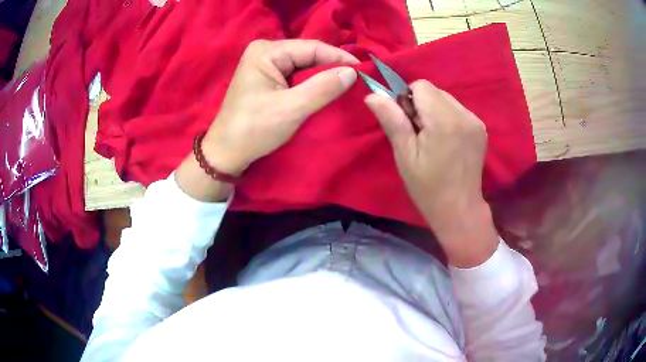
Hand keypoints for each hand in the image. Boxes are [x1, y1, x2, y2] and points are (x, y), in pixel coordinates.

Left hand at [176, 40, 357, 201]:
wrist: (226, 153)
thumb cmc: (254, 130)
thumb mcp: (292, 109)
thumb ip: (323, 88)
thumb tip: (352, 72)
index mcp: (266, 51)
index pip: (312, 47)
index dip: (340, 58)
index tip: (365, 71)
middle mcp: (265, 52)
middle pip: (308, 55)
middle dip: (332, 68)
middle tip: (358, 81)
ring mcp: (264, 65)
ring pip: (304, 66)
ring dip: (323, 77)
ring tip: (347, 87)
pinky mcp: (266, 79)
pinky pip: (296, 76)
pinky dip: (311, 84)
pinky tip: (325, 92)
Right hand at [365, 80, 497, 266]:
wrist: (459, 209)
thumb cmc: (427, 187)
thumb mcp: (405, 155)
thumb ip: (392, 120)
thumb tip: (372, 95)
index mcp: (444, 121)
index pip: (421, 85)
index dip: (408, 99)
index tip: (407, 123)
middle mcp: (464, 114)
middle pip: (434, 91)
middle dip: (421, 105)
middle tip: (419, 134)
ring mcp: (476, 121)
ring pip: (446, 99)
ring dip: (434, 111)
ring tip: (434, 139)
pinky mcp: (481, 127)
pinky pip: (457, 109)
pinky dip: (447, 117)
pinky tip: (447, 140)